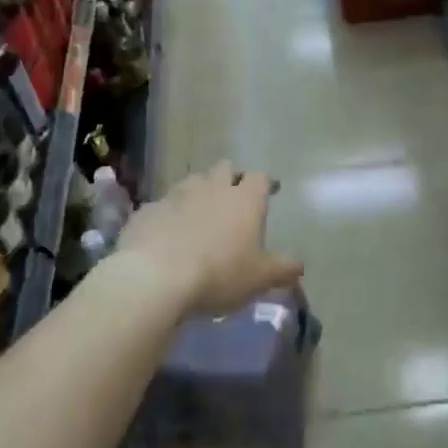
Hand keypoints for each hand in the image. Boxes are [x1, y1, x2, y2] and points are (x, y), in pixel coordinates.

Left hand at [116, 160, 302, 314]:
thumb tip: (299, 267)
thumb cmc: (219, 273)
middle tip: (234, 197)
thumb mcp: (260, 278)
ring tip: (200, 212)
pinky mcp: (147, 210)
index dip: (266, 183)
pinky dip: (169, 213)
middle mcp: (212, 187)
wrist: (155, 277)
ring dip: (199, 191)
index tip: (270, 190)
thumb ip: (283, 270)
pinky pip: (163, 205)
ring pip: (192, 181)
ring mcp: (176, 195)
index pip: (260, 178)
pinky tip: (167, 232)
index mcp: (244, 199)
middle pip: (225, 168)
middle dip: (231, 178)